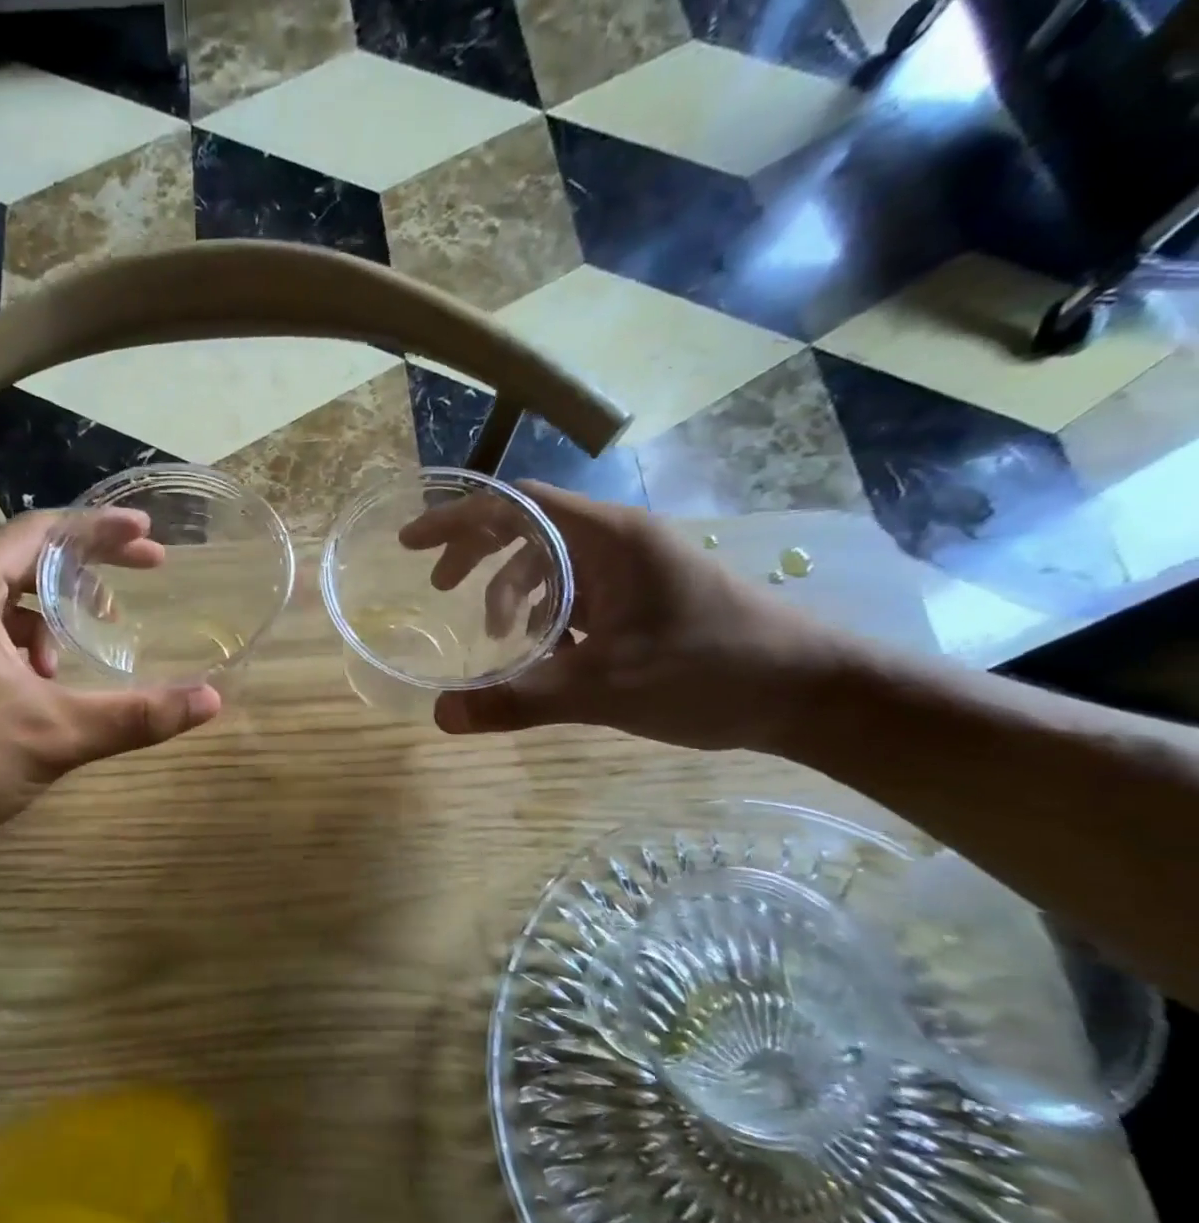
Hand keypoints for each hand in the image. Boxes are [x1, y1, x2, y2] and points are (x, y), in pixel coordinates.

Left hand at [0, 511, 220, 868]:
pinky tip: (49, 683)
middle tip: (148, 573)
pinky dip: (32, 645)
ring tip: (92, 644)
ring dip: (58, 614)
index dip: (100, 529)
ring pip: (11, 600)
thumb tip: (211, 700)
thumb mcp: (55, 733)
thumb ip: (136, 715)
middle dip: (90, 567)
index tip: (151, 536)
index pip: (41, 533)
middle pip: (28, 559)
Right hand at [405, 484, 856, 750]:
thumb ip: (517, 701)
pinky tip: (542, 655)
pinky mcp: (642, 596)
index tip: (410, 545)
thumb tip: (440, 717)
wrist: (811, 692)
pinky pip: (575, 592)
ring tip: (496, 640)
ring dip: (511, 594)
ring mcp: (631, 568)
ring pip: (549, 564)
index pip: (513, 505)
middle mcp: (615, 540)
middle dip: (475, 557)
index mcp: (605, 538)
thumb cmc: (710, 672)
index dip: (456, 519)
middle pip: (525, 528)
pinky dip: (545, 616)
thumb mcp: (602, 691)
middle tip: (438, 590)